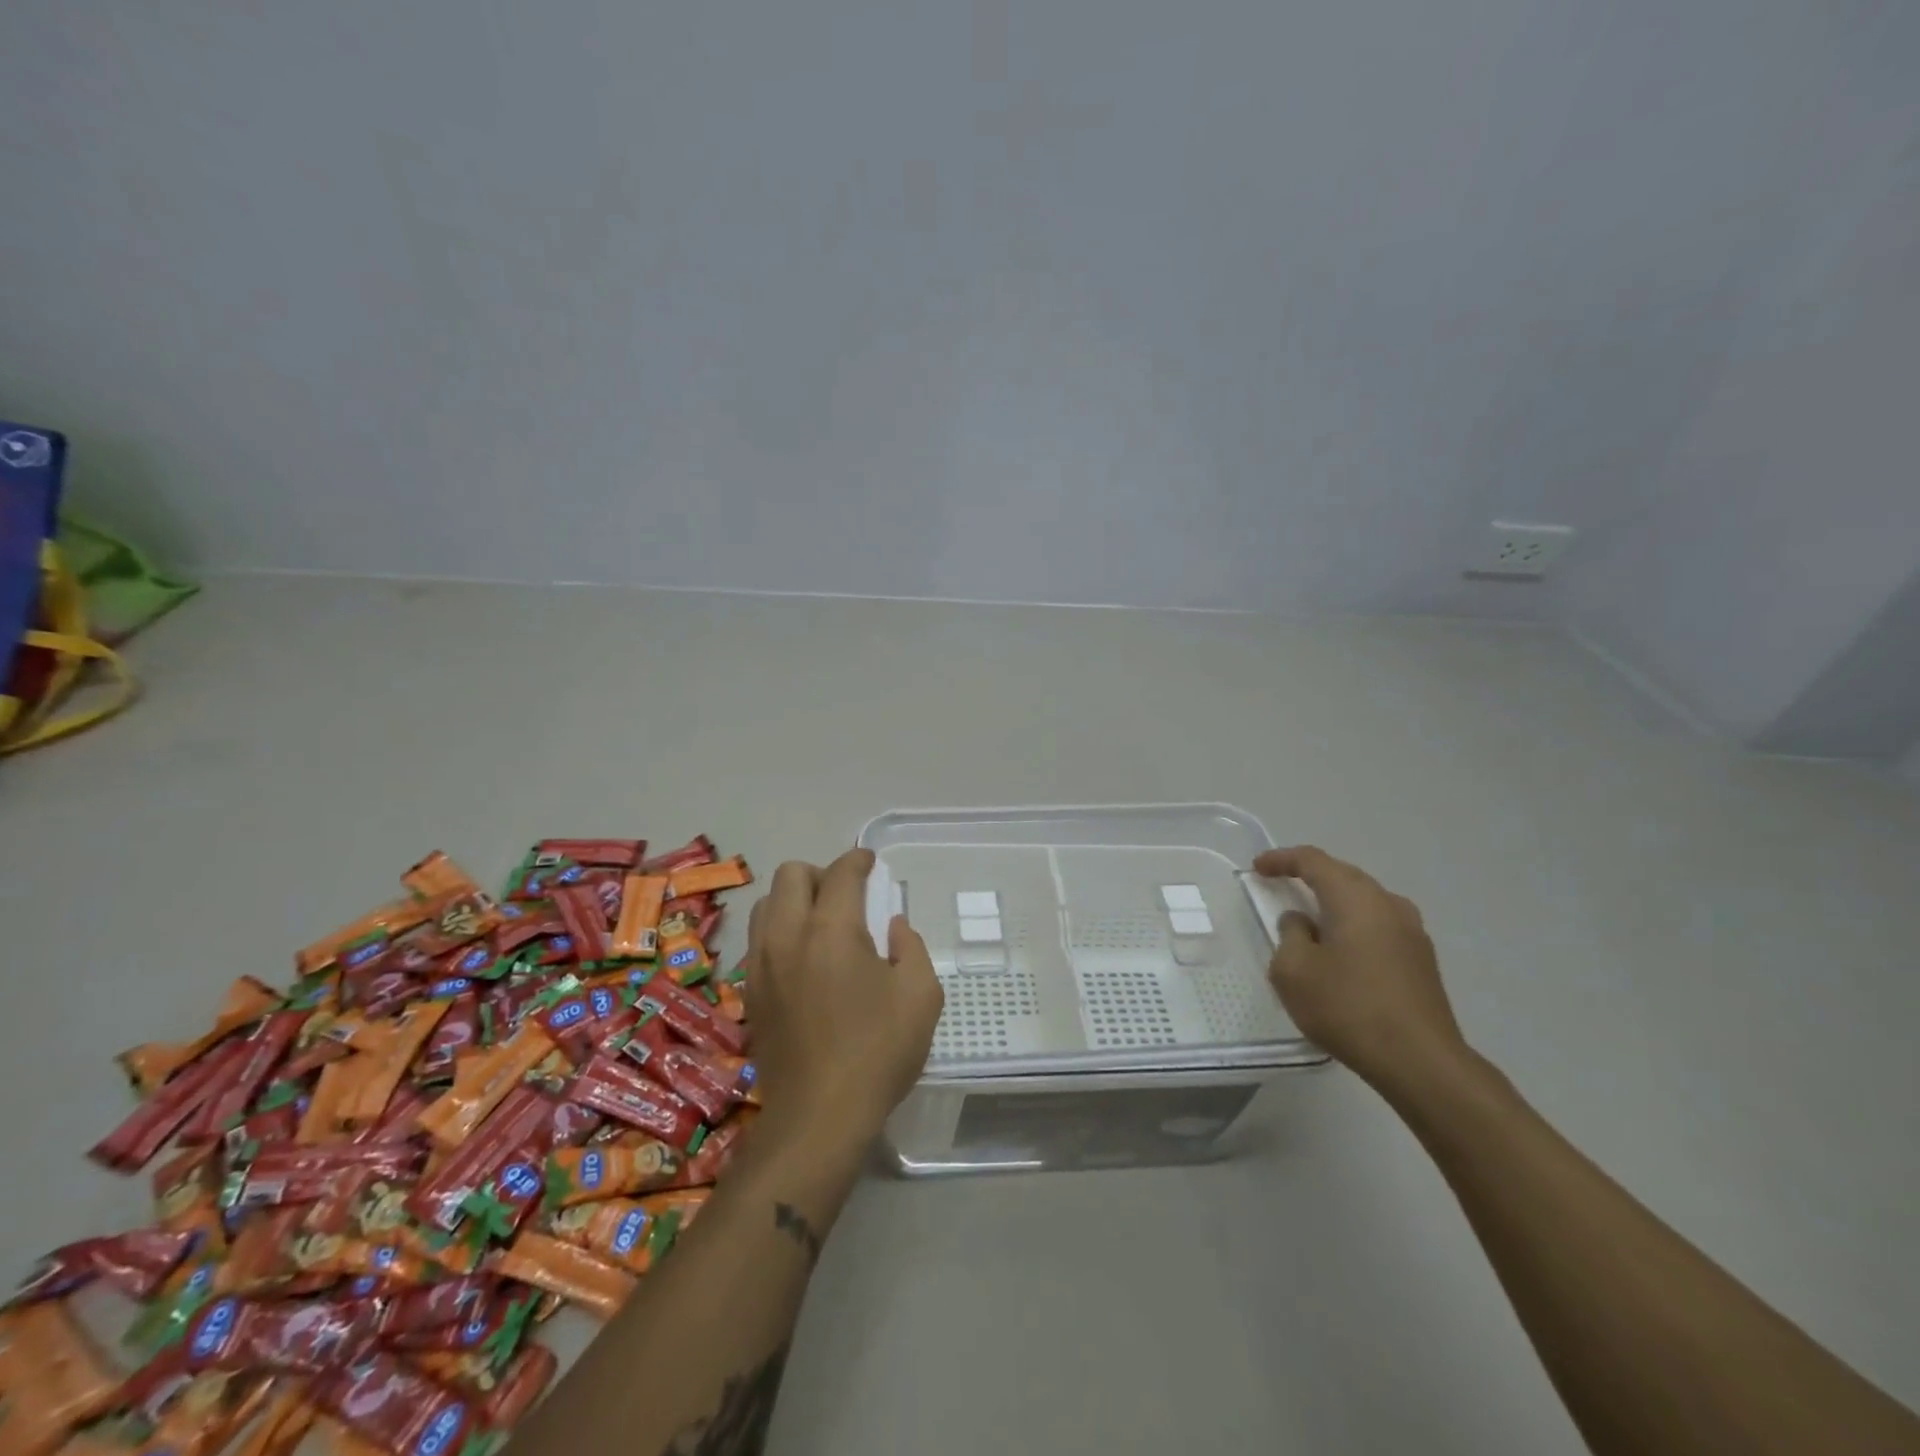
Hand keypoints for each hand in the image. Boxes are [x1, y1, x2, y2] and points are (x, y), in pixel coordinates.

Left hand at [743, 848, 944, 1146]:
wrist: (818, 1117)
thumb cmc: (878, 1052)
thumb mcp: (921, 996)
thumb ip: (911, 949)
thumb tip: (893, 927)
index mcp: (832, 930)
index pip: (840, 873)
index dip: (858, 860)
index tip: (870, 862)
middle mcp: (788, 935)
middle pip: (791, 875)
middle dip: (821, 873)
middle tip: (846, 896)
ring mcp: (761, 964)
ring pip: (766, 904)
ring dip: (793, 900)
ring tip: (820, 924)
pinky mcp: (749, 991)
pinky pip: (758, 939)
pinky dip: (779, 930)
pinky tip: (802, 958)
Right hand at [1253, 846, 1467, 1094]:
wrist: (1421, 1063)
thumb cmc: (1348, 1008)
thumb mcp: (1294, 971)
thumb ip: (1290, 935)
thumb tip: (1302, 923)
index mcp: (1355, 898)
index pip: (1313, 861)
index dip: (1282, 859)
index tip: (1258, 867)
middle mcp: (1388, 904)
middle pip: (1343, 875)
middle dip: (1310, 876)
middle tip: (1281, 885)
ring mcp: (1412, 932)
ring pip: (1364, 901)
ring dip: (1335, 902)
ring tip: (1310, 918)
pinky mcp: (1422, 960)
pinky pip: (1379, 925)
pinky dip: (1353, 925)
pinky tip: (1341, 950)